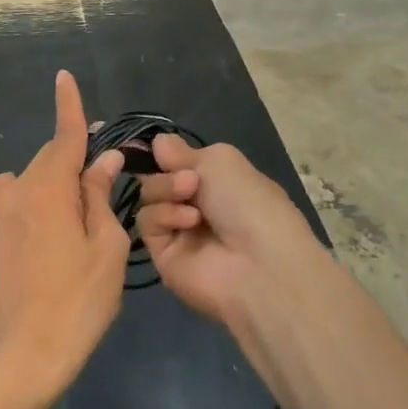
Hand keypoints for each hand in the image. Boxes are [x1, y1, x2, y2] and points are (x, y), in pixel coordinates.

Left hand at [0, 72, 129, 403]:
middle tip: (104, 175)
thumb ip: (99, 194)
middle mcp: (15, 188)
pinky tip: (37, 222)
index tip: (63, 75)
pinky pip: (5, 194)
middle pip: (50, 158)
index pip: (64, 136)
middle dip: (75, 158)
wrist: (24, 353)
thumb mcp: (105, 247)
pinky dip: (24, 196)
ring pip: (30, 177)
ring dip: (52, 183)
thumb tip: (103, 159)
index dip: (68, 105)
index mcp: (48, 188)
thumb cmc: (78, 302)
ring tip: (73, 219)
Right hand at [135, 136, 322, 328]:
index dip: (166, 154)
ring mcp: (178, 230)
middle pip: (157, 176)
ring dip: (166, 190)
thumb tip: (157, 142)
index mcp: (216, 181)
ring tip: (190, 198)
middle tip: (190, 181)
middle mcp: (196, 204)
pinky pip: (148, 222)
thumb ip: (182, 151)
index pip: (177, 161)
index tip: (160, 150)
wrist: (259, 265)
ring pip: (149, 196)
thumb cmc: (249, 204)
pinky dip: (165, 216)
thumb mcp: (221, 161)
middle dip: (169, 172)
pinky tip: (189, 222)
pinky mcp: (163, 254)